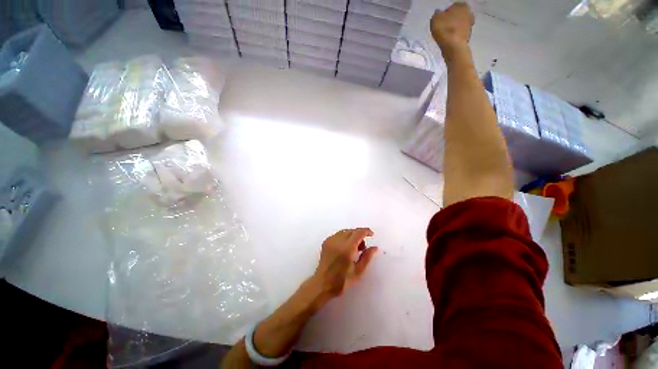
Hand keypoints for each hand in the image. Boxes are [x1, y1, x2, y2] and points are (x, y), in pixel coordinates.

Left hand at [312, 228, 378, 298]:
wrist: (322, 284)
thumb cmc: (342, 281)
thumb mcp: (358, 271)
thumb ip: (367, 257)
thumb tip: (374, 247)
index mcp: (347, 249)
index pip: (358, 233)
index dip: (366, 231)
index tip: (371, 235)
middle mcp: (338, 241)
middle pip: (351, 231)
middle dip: (359, 234)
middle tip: (363, 247)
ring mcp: (330, 241)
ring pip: (344, 231)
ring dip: (352, 235)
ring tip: (354, 248)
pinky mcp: (326, 242)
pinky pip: (338, 234)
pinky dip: (344, 237)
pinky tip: (345, 247)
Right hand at [430, 2, 474, 56]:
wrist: (453, 46)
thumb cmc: (444, 29)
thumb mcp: (435, 19)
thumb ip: (436, 15)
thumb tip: (438, 14)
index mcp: (461, 5)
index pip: (452, 7)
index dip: (445, 13)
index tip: (440, 21)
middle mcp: (469, 13)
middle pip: (457, 16)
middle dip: (451, 20)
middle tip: (443, 27)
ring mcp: (470, 25)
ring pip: (459, 25)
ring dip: (453, 29)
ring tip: (445, 35)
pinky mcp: (468, 36)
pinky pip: (459, 34)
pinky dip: (455, 36)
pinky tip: (449, 40)